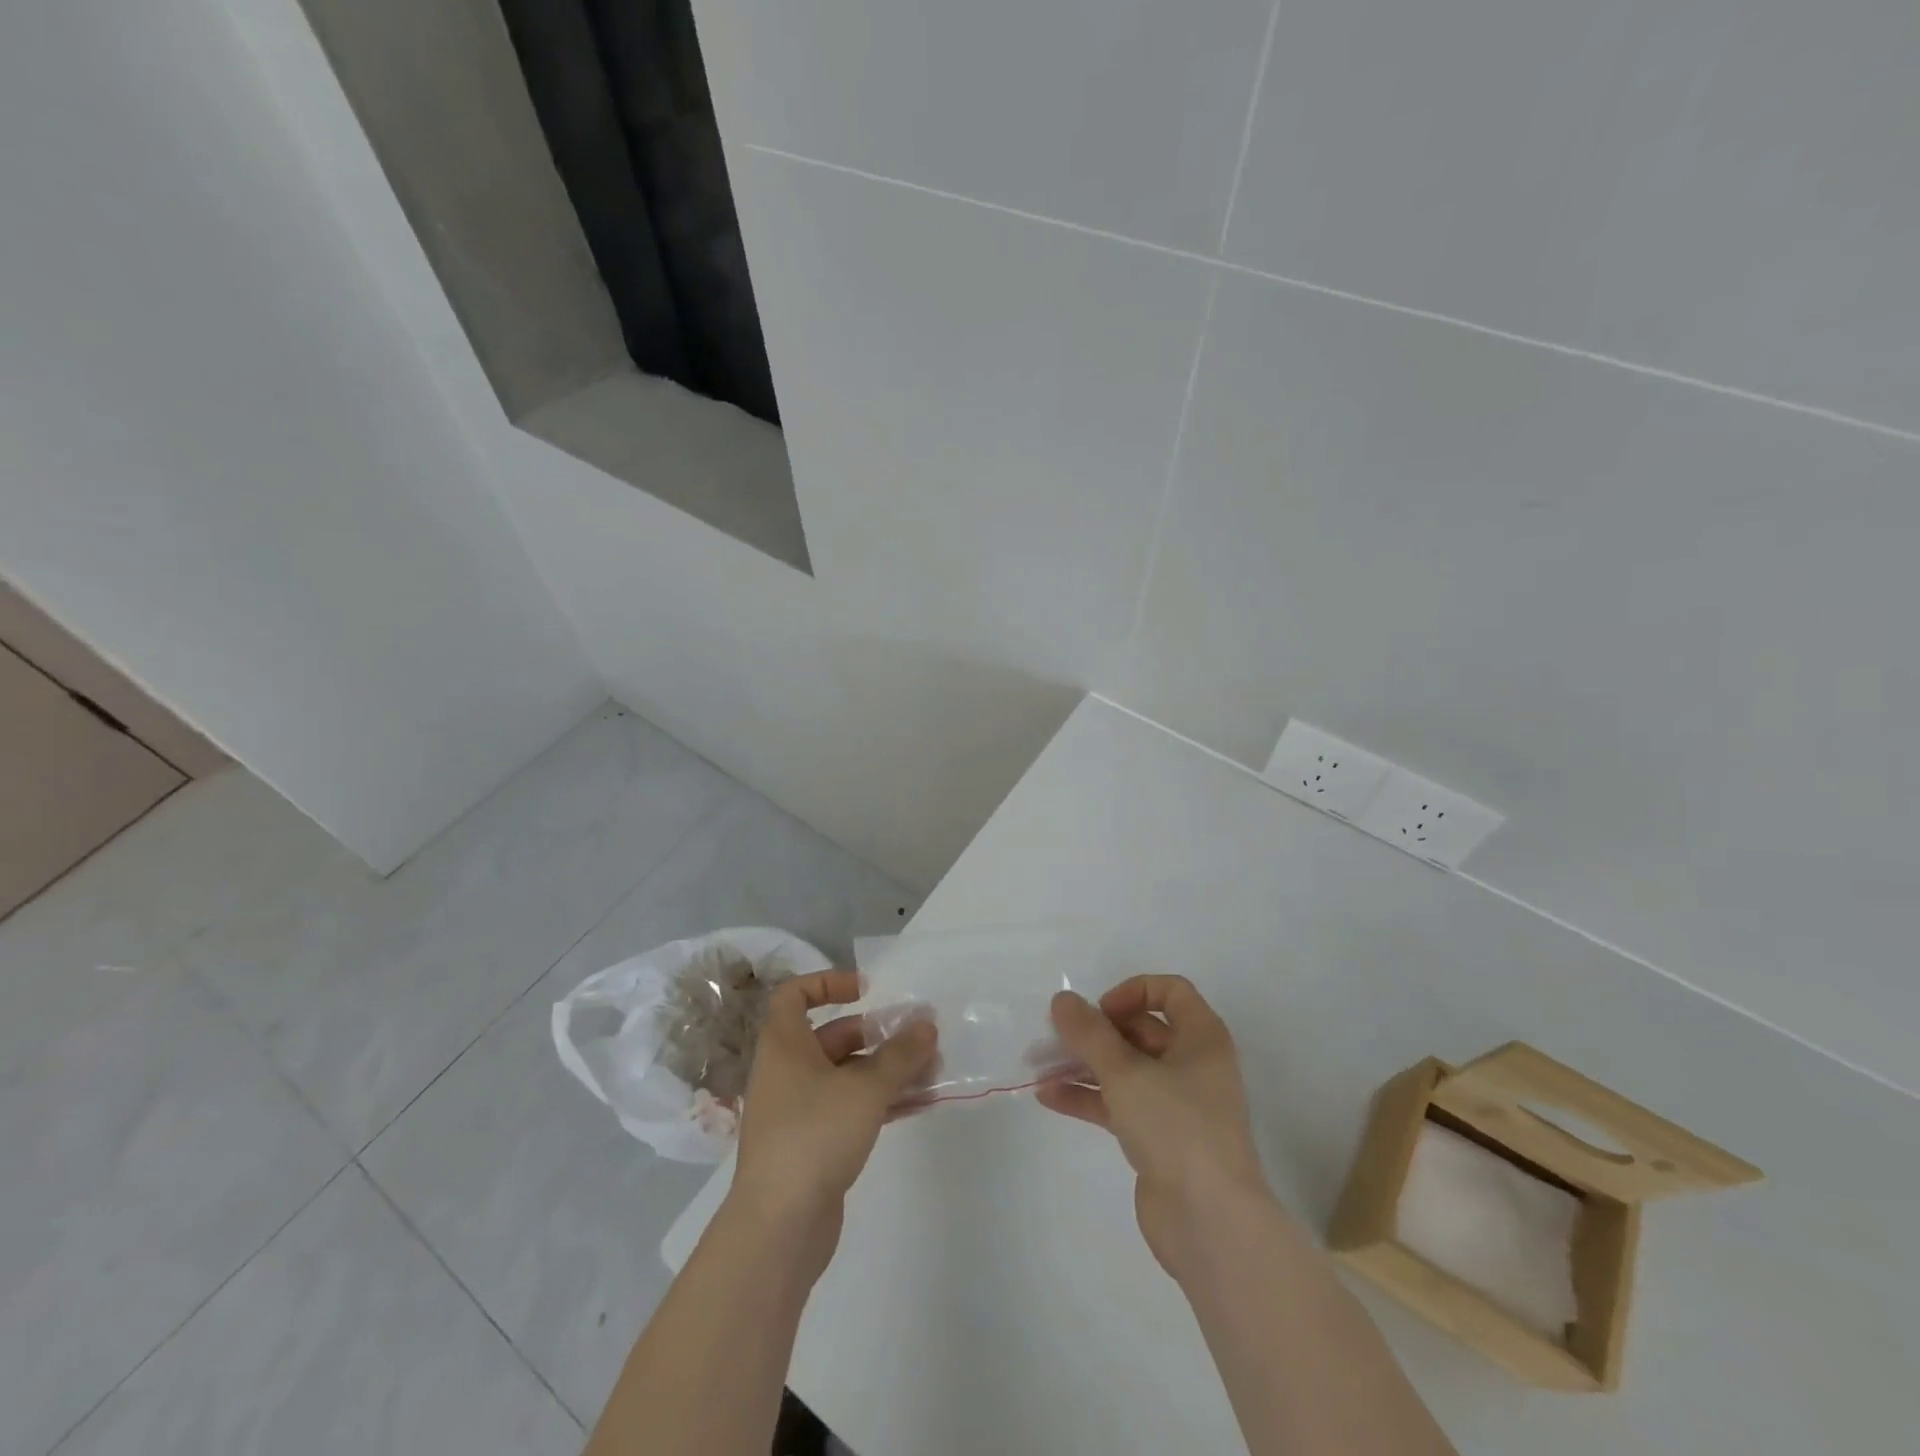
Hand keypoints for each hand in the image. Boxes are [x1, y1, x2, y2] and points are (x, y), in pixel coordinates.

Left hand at [727, 969, 937, 1278]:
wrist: (778, 1228)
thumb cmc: (814, 1136)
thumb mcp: (865, 1088)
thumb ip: (900, 1054)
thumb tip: (927, 1025)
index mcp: (785, 1045)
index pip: (794, 995)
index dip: (828, 984)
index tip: (867, 990)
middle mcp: (788, 1071)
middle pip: (834, 1036)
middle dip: (879, 1034)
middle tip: (919, 1037)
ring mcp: (800, 1110)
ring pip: (848, 1075)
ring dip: (889, 1070)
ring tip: (934, 1070)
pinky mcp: (815, 1145)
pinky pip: (852, 1108)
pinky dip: (883, 1101)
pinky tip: (922, 1103)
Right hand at [1039, 976, 1272, 1277]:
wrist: (1210, 1223)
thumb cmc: (1176, 1127)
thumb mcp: (1126, 1072)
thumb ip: (1089, 1033)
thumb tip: (1062, 1000)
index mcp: (1202, 1038)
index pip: (1170, 992)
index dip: (1132, 992)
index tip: (1100, 1011)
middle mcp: (1193, 1065)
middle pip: (1140, 1030)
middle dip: (1096, 1032)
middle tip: (1056, 1037)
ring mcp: (1177, 1104)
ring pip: (1125, 1069)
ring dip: (1084, 1064)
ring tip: (1040, 1065)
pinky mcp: (1159, 1139)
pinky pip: (1119, 1104)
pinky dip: (1088, 1097)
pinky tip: (1048, 1097)